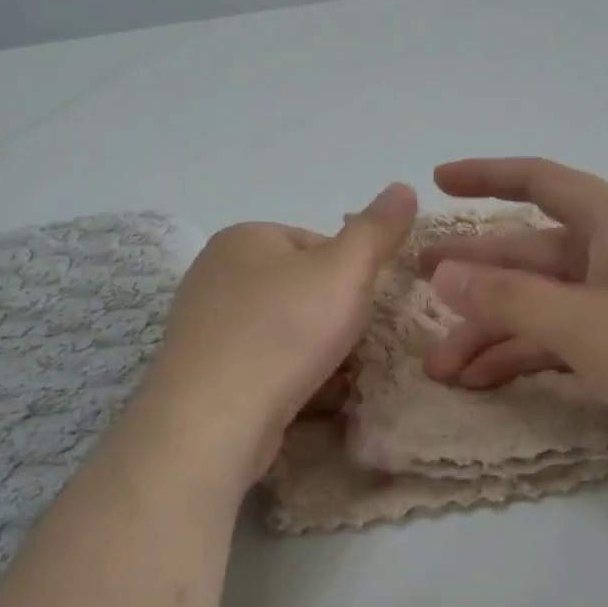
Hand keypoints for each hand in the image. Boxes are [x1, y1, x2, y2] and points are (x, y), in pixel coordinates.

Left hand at [139, 184, 418, 480]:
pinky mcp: (203, 371)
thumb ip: (377, 230)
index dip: (350, 276)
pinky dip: (286, 377)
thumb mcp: (345, 271)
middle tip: (351, 348)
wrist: (214, 419)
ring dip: (314, 352)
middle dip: (331, 318)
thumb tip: (404, 187)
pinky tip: (302, 399)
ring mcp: (203, 324)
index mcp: (243, 237)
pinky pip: (260, 364)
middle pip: (299, 289)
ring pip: (282, 330)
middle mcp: (215, 273)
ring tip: (332, 379)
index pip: (316, 244)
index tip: (361, 309)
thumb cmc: (284, 331)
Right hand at [420, 158, 607, 476]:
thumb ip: (509, 300)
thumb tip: (441, 274)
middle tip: (415, 288)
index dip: (485, 177)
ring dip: (493, 333)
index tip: (437, 182)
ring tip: (442, 367)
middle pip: (529, 256)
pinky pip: (564, 338)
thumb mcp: (585, 324)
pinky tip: (486, 381)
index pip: (539, 182)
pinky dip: (527, 356)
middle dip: (473, 278)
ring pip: (542, 305)